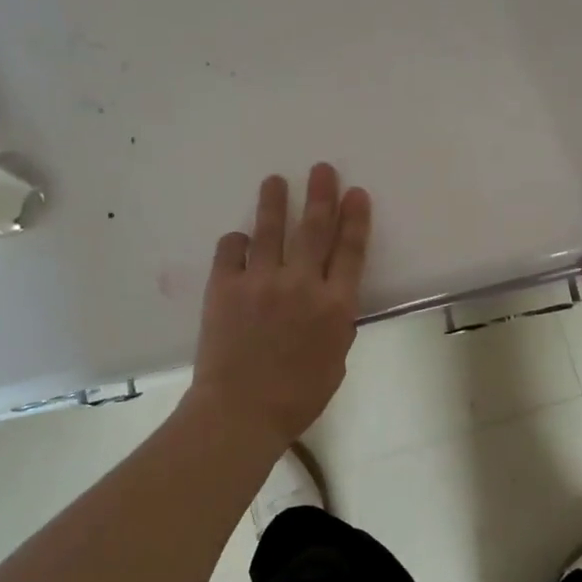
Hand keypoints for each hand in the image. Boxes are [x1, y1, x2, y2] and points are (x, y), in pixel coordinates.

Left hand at [189, 163, 371, 447]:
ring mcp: (260, 281)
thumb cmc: (297, 396)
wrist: (240, 412)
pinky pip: (231, 251)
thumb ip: (336, 323)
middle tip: (321, 169)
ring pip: (270, 229)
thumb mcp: (335, 361)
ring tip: (276, 180)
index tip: (356, 194)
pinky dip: (236, 242)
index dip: (355, 219)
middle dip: (321, 195)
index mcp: (335, 305)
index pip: (350, 250)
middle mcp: (301, 283)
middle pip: (314, 228)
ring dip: (275, 202)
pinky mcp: (225, 287)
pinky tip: (240, 239)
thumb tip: (330, 299)